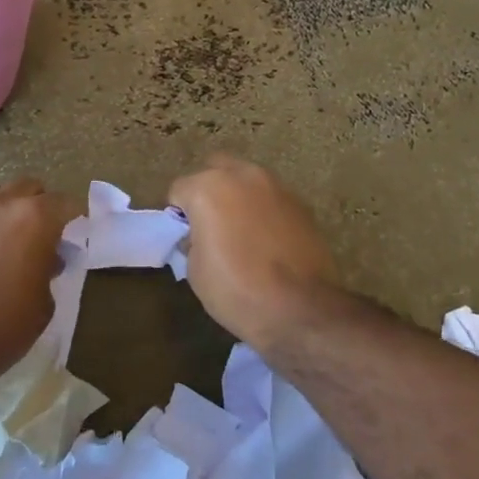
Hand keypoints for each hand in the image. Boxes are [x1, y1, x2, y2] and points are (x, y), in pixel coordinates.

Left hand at [0, 178, 73, 399]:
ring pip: (1, 195)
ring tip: (14, 241)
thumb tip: (46, 258)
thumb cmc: (3, 328)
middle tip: (46, 236)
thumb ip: (49, 268)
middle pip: (31, 189)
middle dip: (43, 206)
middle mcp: (3, 204)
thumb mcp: (44, 302)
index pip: (66, 203)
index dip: (76, 218)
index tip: (77, 235)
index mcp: (35, 218)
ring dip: (13, 210)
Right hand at [168, 154, 343, 349]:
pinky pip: (270, 197)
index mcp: (209, 188)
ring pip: (246, 179)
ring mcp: (275, 185)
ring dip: (238, 196)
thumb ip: (192, 240)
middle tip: (210, 224)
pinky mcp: (300, 202)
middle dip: (208, 191)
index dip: (178, 214)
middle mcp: (242, 175)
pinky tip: (267, 239)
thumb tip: (199, 235)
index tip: (185, 237)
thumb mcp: (195, 271)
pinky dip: (263, 209)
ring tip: (241, 230)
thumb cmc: (237, 290)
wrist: (300, 308)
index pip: (179, 189)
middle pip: (215, 169)